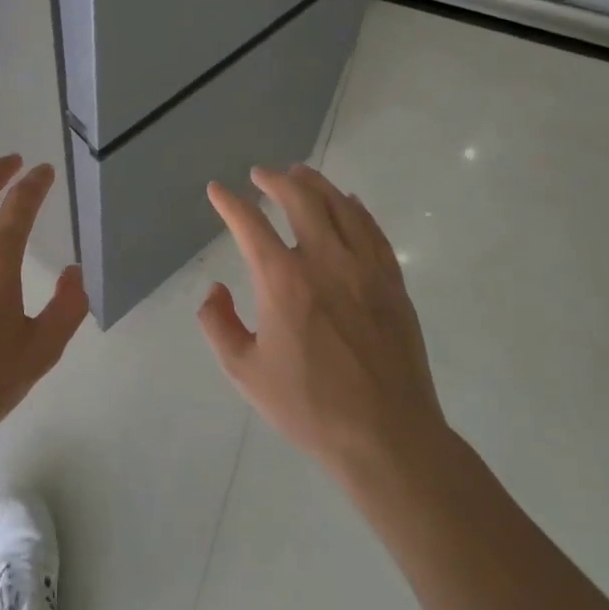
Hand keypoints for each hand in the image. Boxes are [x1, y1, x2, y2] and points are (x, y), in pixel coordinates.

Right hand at [199, 164, 449, 485]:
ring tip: (300, 173)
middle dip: (275, 180)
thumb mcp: (245, 371)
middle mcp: (325, 261)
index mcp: (283, 281)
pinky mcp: (392, 283)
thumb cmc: (309, 406)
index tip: (218, 191)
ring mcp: (365, 269)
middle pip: (300, 200)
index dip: (230, 203)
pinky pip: (373, 231)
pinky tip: (348, 203)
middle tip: (261, 174)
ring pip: (340, 207)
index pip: (250, 224)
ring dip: (316, 184)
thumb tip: (216, 289)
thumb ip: (218, 324)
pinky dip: (356, 209)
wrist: (387, 436)